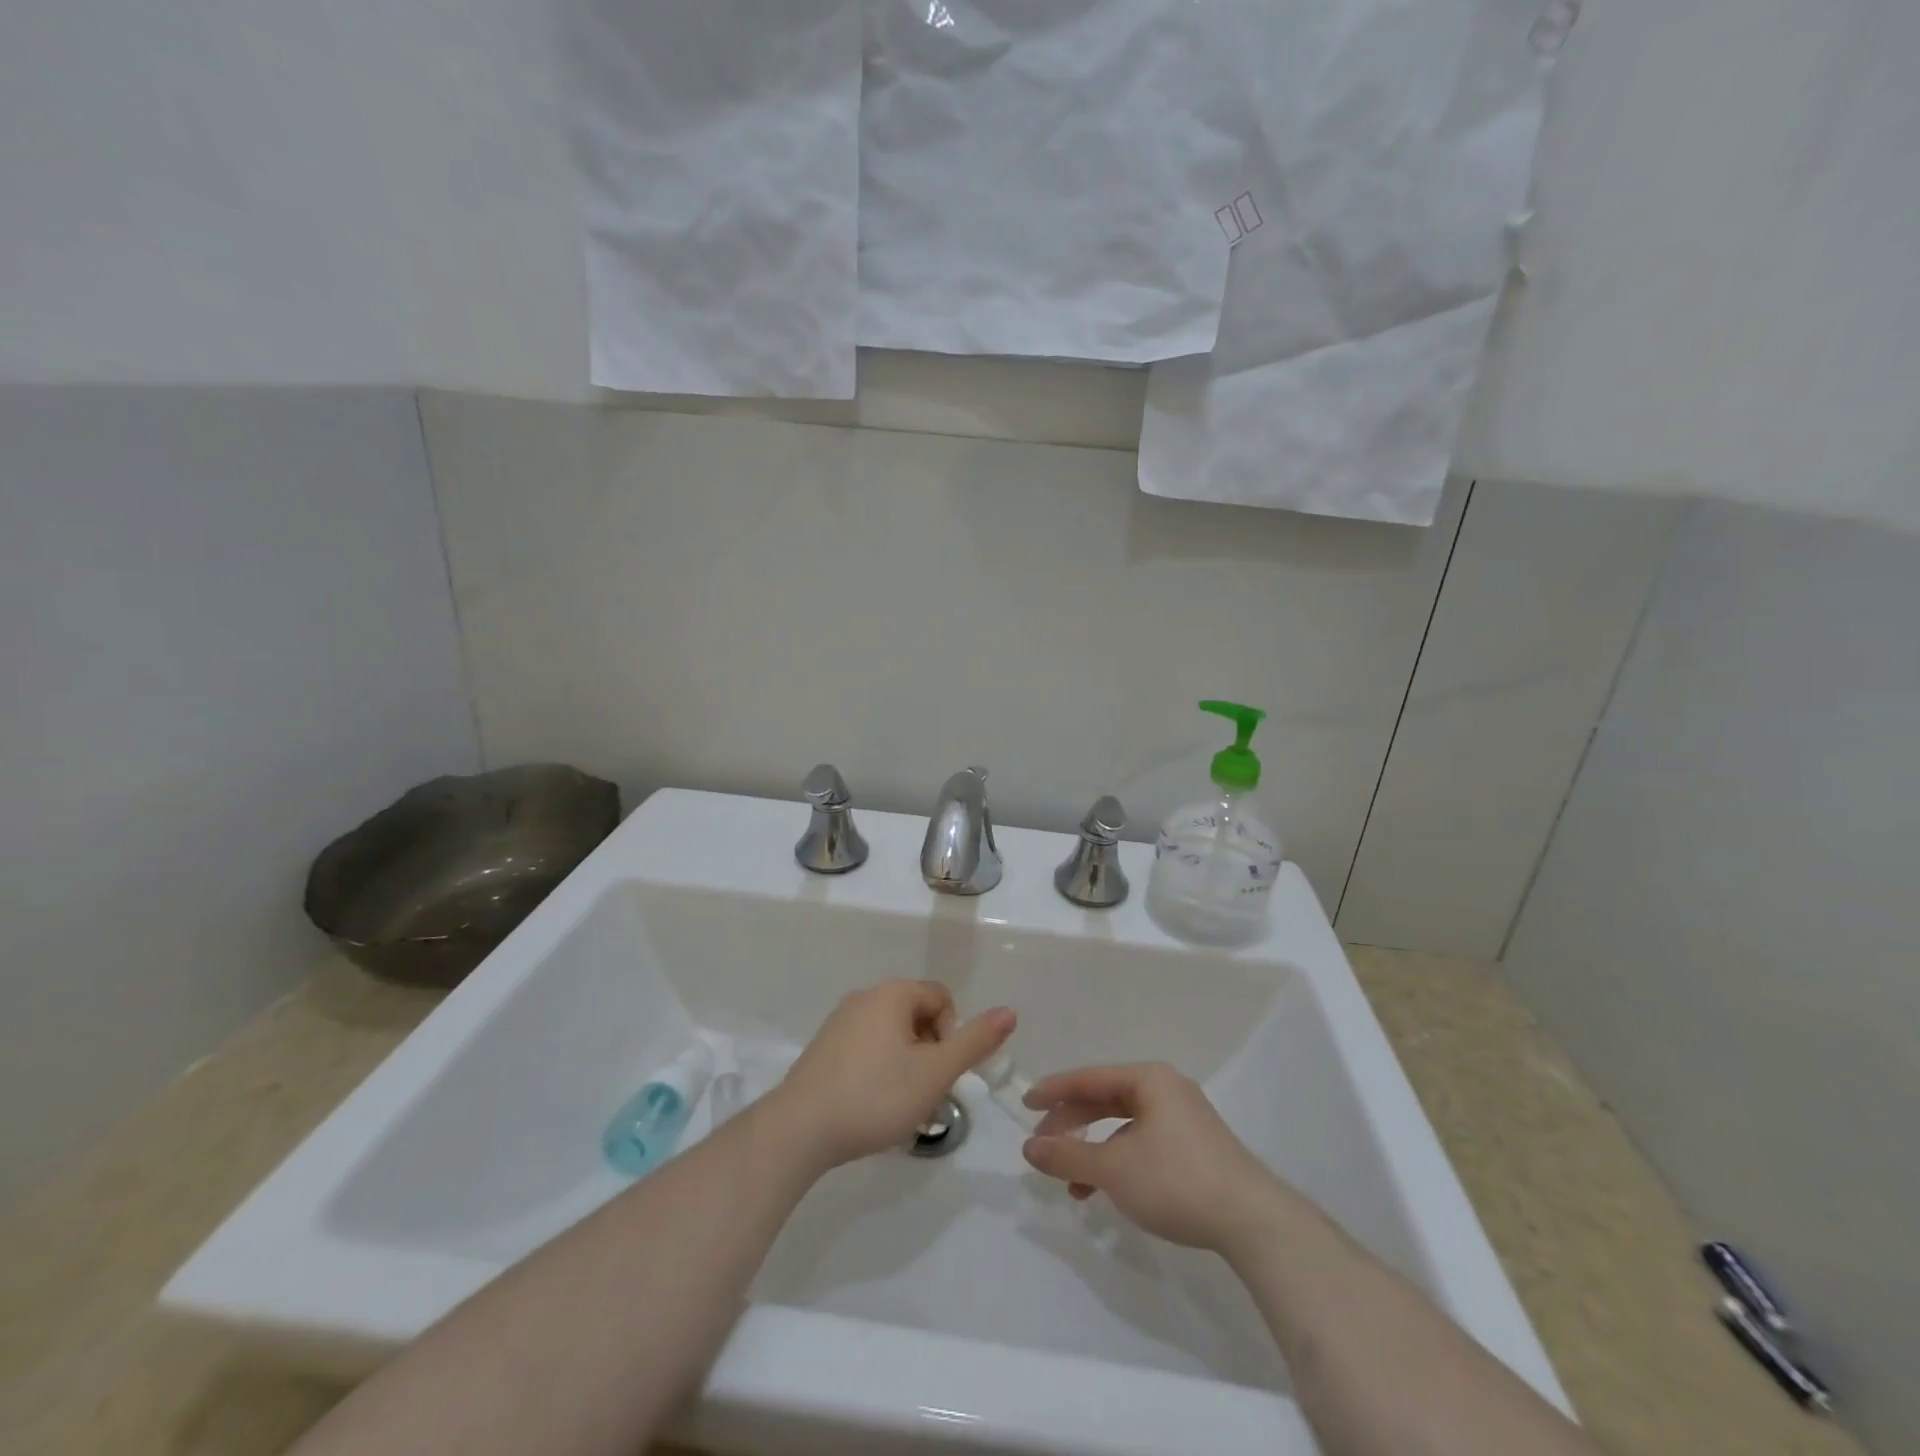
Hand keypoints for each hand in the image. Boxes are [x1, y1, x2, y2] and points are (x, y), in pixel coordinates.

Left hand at [776, 980, 1014, 1170]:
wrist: (800, 1129)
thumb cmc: (876, 1096)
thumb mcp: (935, 1073)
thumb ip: (975, 1042)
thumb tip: (1010, 1012)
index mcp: (892, 994)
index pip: (941, 999)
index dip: (953, 1035)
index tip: (943, 1073)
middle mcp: (865, 997)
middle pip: (917, 1019)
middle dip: (932, 1057)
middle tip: (928, 1098)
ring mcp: (840, 1023)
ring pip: (893, 1040)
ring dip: (909, 1071)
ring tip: (905, 1114)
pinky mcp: (824, 1049)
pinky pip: (867, 1052)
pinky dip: (881, 1075)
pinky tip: (876, 1111)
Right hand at [1021, 1063, 1292, 1252]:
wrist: (1253, 1222)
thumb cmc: (1176, 1180)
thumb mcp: (1113, 1168)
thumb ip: (1068, 1155)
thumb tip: (1029, 1147)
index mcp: (1149, 1079)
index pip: (1089, 1078)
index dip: (1054, 1091)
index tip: (1024, 1103)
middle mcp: (1166, 1090)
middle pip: (1106, 1099)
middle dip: (1072, 1124)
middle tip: (1043, 1145)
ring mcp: (1184, 1119)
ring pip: (1124, 1126)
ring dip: (1094, 1150)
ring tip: (1072, 1183)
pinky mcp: (1195, 1149)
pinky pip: (1143, 1143)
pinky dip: (1119, 1161)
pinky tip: (1108, 1192)